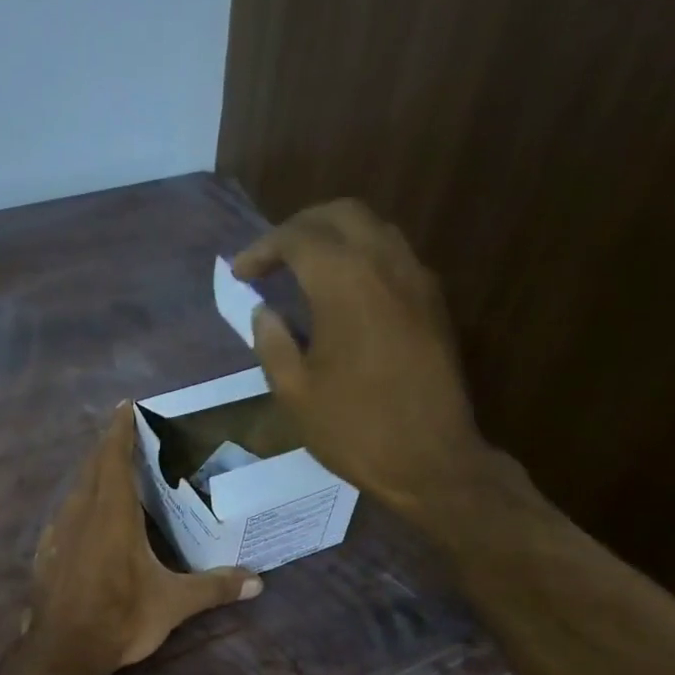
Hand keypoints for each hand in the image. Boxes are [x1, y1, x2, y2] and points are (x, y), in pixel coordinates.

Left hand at [25, 403, 261, 674]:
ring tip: (111, 472)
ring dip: (92, 474)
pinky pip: (65, 515)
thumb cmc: (119, 618)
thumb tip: (258, 581)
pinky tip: (88, 519)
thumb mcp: (173, 604)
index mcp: (112, 514)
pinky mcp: (45, 554)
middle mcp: (81, 514)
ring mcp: (57, 533)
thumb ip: (214, 587)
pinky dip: (79, 504)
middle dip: (108, 447)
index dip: (120, 430)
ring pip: (75, 490)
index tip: (125, 406)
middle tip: (126, 434)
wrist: (61, 652)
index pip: (115, 458)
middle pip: (92, 467)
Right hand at [232, 200, 490, 528]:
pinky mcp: (433, 304)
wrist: (430, 459)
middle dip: (300, 228)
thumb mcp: (294, 393)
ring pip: (374, 230)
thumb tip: (264, 311)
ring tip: (305, 270)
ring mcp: (417, 281)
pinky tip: (344, 293)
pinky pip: (394, 257)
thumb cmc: (353, 429)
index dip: (263, 249)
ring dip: (335, 238)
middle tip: (272, 258)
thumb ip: (272, 342)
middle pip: (341, 215)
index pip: (298, 238)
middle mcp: (385, 264)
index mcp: (345, 282)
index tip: (240, 273)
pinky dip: (362, 258)